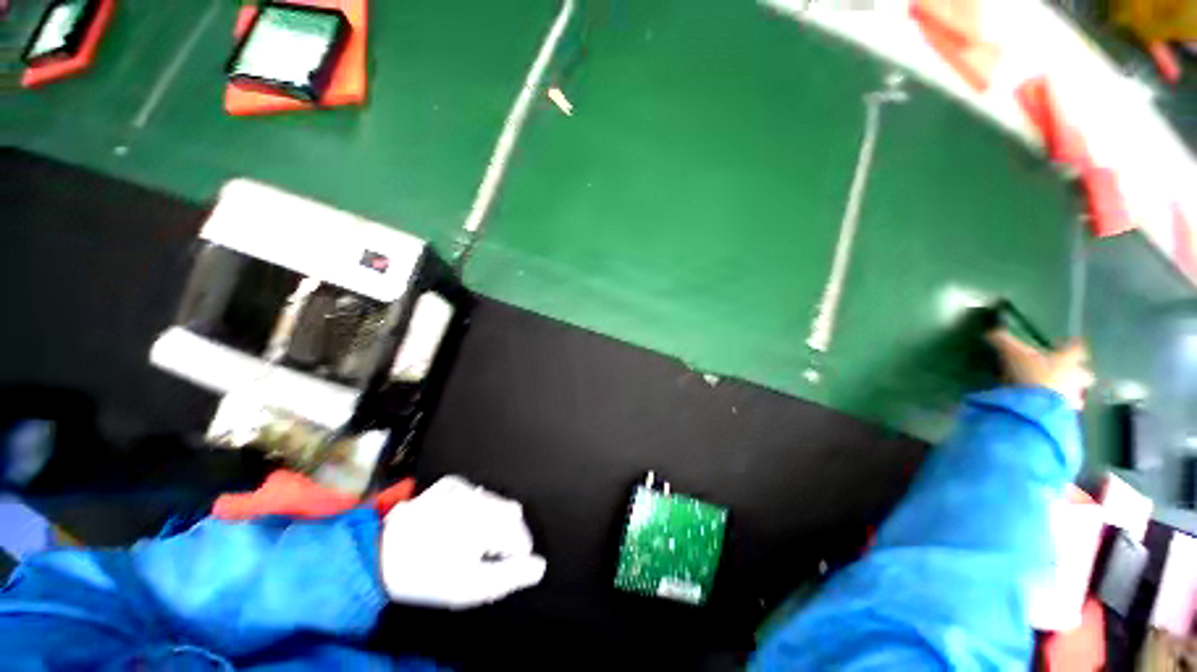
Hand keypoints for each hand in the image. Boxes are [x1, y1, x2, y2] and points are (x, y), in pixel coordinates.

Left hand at [380, 476, 546, 608]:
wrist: (381, 555)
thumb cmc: (427, 575)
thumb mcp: (470, 587)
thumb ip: (510, 576)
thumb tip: (539, 565)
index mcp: (485, 521)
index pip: (520, 533)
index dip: (517, 552)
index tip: (505, 564)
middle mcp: (478, 497)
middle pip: (511, 513)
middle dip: (506, 533)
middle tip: (487, 555)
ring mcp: (464, 487)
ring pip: (495, 500)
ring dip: (491, 519)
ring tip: (470, 541)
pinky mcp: (450, 482)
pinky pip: (476, 491)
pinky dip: (475, 506)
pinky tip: (459, 523)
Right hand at [987, 329, 1094, 409]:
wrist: (1037, 405)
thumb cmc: (1031, 373)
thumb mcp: (1012, 354)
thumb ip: (1003, 342)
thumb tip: (991, 332)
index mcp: (1068, 360)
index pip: (1077, 348)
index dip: (1074, 345)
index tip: (1073, 342)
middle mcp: (1076, 377)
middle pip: (1085, 374)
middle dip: (1079, 375)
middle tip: (1070, 375)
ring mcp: (1073, 397)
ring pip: (1079, 395)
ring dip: (1071, 395)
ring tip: (1059, 396)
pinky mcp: (1066, 414)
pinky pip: (1066, 411)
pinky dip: (1060, 410)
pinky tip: (1050, 409)